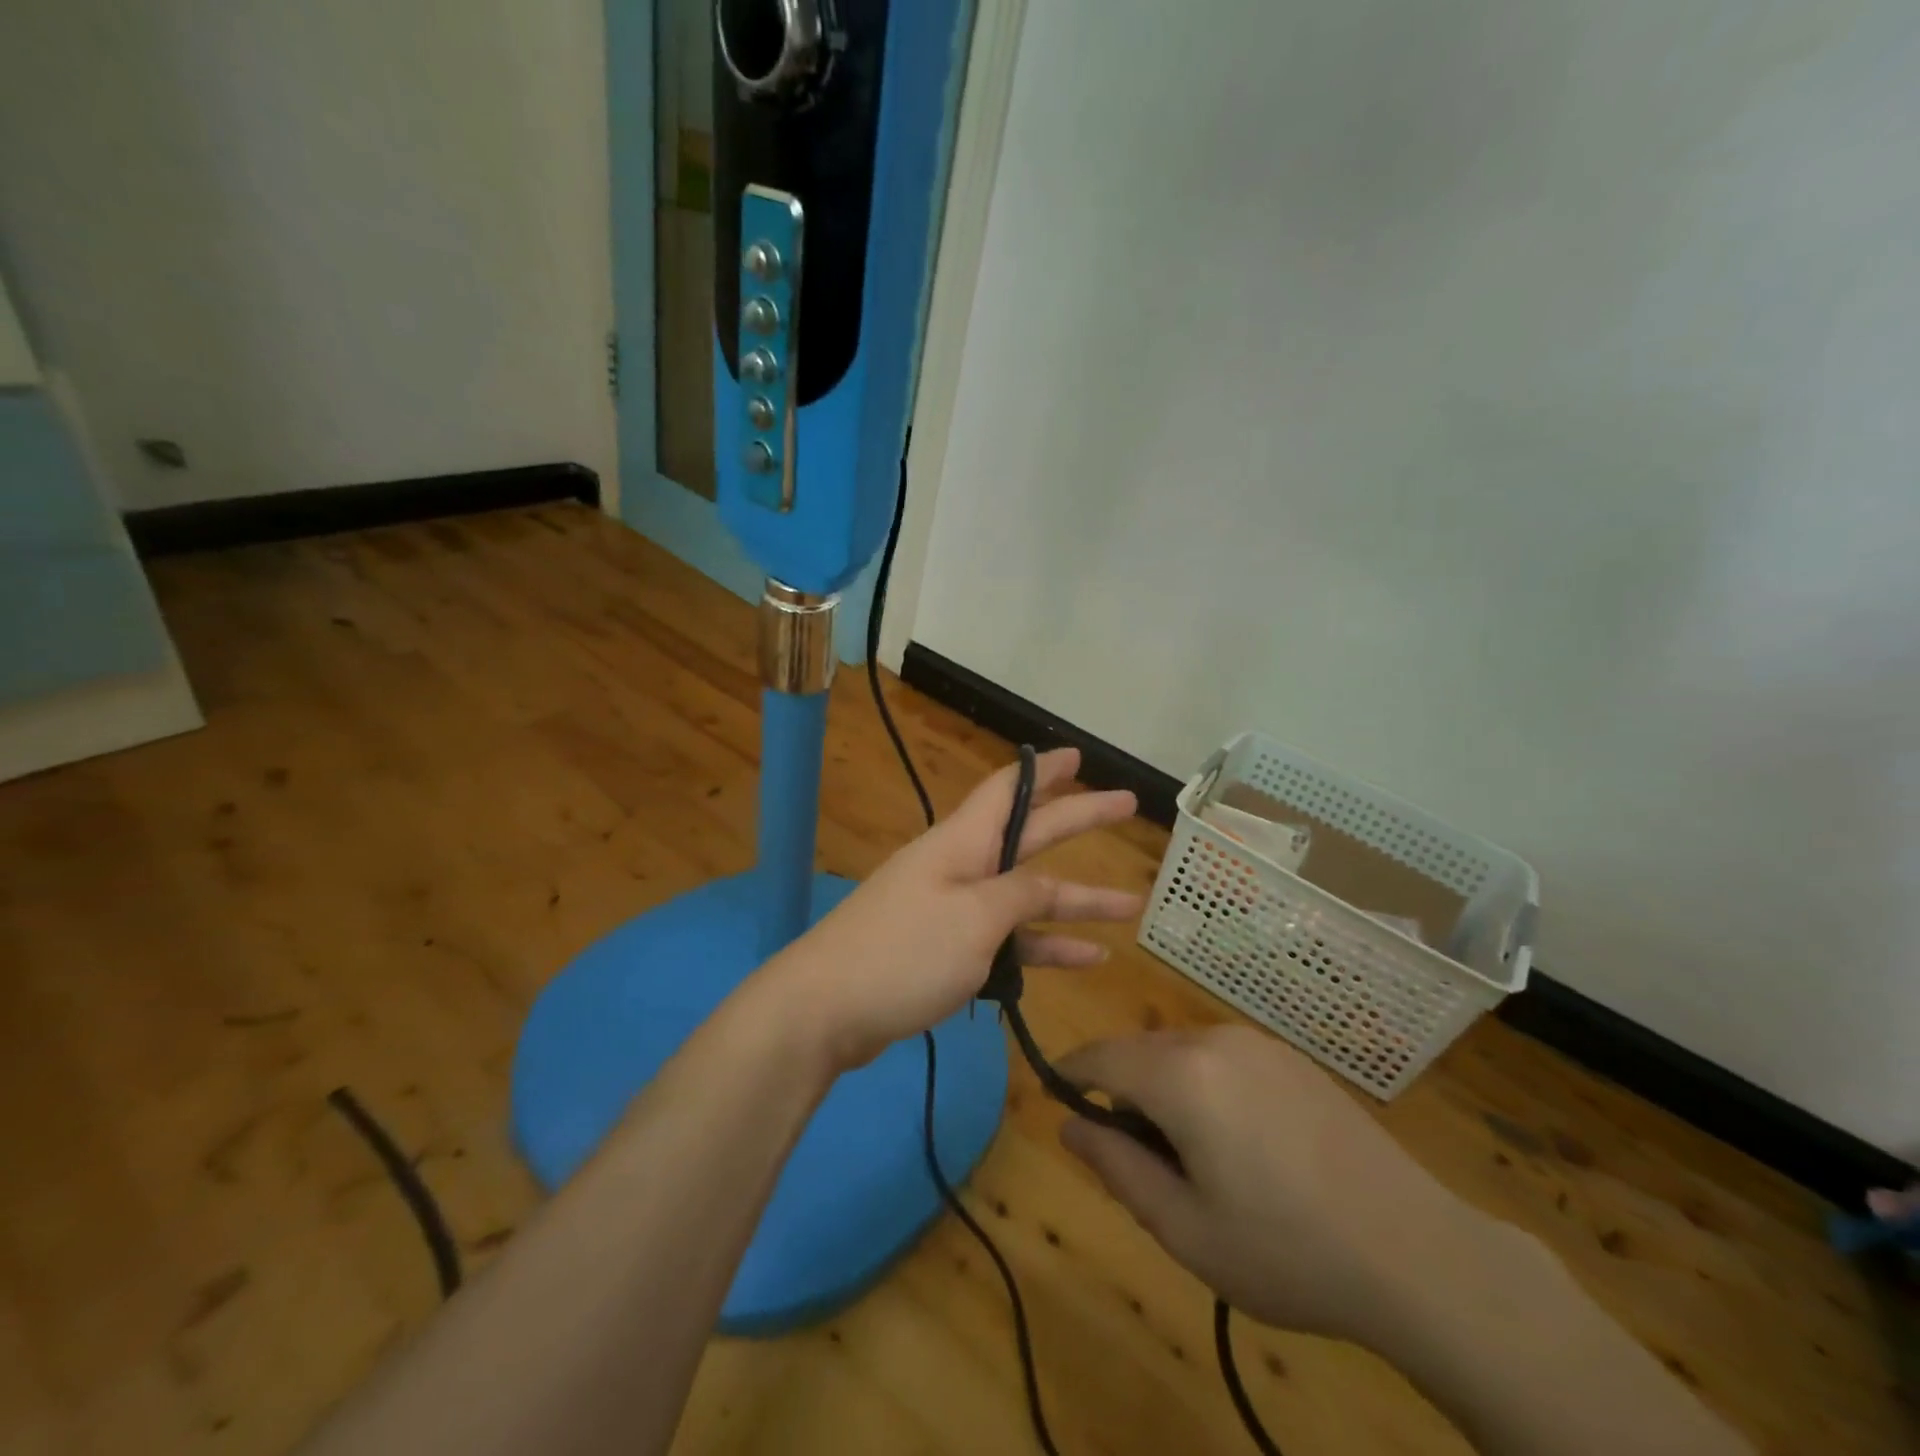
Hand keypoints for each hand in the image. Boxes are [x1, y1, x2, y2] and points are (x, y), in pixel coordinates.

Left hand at [762, 748, 1141, 1070]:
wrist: (826, 1010)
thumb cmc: (904, 951)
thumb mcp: (975, 917)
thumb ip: (1020, 895)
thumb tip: (1044, 887)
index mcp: (962, 842)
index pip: (1009, 790)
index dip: (1046, 771)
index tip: (1079, 755)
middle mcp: (960, 867)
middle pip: (1029, 836)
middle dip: (1078, 820)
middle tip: (1127, 805)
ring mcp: (954, 911)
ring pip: (1026, 896)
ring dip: (1075, 900)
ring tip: (1130, 904)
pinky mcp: (948, 952)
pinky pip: (1007, 940)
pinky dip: (1044, 947)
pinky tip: (1088, 958)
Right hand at [1058, 1026, 1482, 1349]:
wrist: (1416, 1253)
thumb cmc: (1286, 1251)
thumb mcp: (1185, 1228)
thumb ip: (1116, 1167)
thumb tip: (1069, 1123)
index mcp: (1181, 1076)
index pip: (1100, 1056)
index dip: (1069, 1072)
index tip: (1055, 1097)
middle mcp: (1214, 1040)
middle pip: (1139, 1051)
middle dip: (1120, 1090)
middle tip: (1134, 1158)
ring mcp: (1257, 1043)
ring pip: (1179, 1052)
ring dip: (1162, 1088)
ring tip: (1188, 1158)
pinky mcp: (1289, 1056)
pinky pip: (1220, 1056)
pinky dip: (1202, 1084)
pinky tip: (1237, 1142)